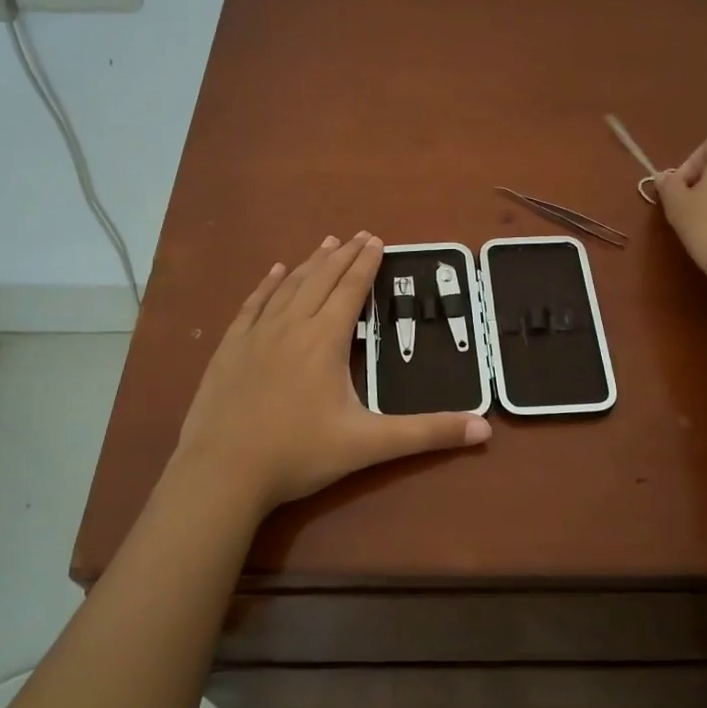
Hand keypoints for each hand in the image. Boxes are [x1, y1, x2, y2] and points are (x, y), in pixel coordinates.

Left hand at [167, 233, 490, 518]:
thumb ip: (427, 434)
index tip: (377, 239)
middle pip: (321, 279)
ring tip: (326, 243)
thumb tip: (484, 428)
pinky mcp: (229, 348)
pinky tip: (275, 271)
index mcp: (325, 340)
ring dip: (310, 263)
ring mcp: (255, 335)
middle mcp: (291, 326)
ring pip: (289, 286)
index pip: (351, 290)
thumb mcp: (369, 445)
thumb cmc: (298, 455)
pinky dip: (268, 284)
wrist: (222, 473)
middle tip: (358, 234)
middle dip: (343, 255)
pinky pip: (252, 305)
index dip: (366, 263)